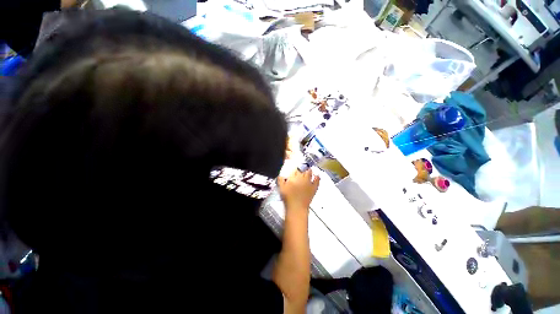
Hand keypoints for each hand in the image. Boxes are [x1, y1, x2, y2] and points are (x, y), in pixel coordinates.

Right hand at [278, 169, 319, 210]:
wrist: (296, 207)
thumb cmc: (288, 197)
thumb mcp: (281, 188)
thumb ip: (280, 180)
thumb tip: (281, 175)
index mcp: (294, 176)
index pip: (295, 169)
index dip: (295, 168)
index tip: (294, 169)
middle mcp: (302, 177)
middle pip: (303, 169)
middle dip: (302, 168)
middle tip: (301, 169)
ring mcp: (309, 182)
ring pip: (310, 173)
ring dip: (309, 171)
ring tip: (308, 169)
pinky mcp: (314, 187)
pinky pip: (317, 180)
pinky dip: (317, 177)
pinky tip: (317, 175)